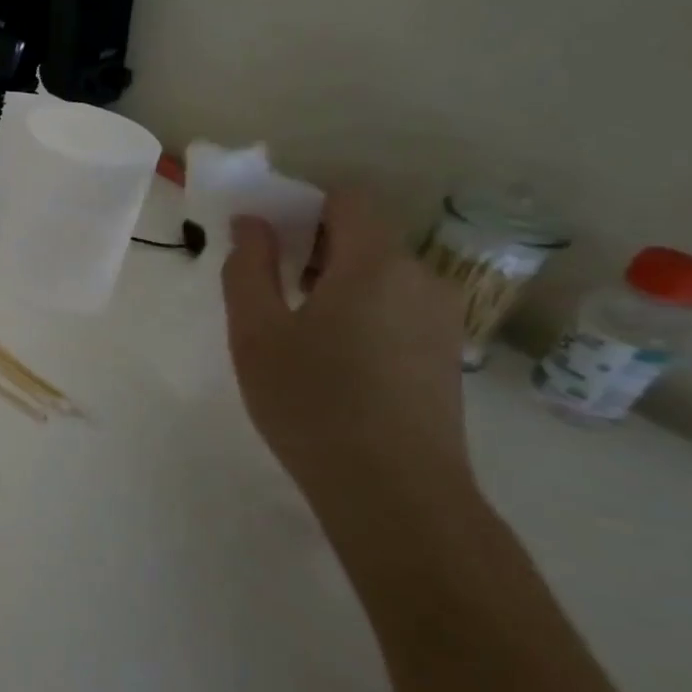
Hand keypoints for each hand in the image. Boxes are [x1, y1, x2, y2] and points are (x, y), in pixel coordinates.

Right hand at [221, 190, 476, 524]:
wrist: (395, 493)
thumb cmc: (311, 402)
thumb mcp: (255, 332)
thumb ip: (248, 268)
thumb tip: (252, 223)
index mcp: (375, 263)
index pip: (347, 198)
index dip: (302, 202)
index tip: (263, 235)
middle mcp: (421, 279)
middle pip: (363, 236)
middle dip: (311, 245)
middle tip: (264, 286)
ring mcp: (440, 319)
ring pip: (379, 274)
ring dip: (333, 281)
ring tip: (292, 329)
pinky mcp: (444, 354)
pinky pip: (395, 307)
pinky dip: (359, 310)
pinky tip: (330, 359)